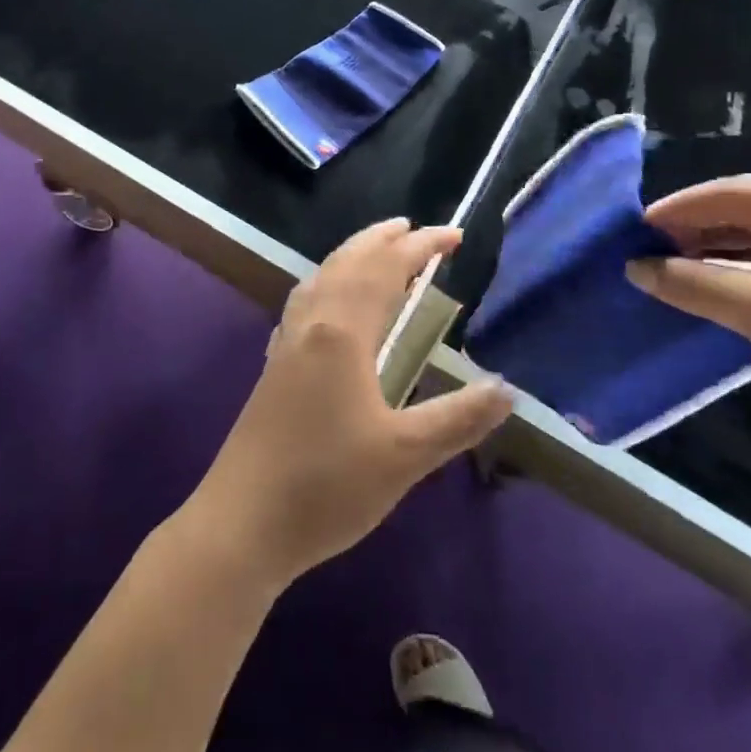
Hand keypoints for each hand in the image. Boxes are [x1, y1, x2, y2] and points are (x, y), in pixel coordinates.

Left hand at [186, 220, 513, 589]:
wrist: (242, 522)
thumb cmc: (326, 486)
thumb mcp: (404, 456)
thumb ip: (458, 419)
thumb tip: (507, 390)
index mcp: (342, 332)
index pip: (386, 268)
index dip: (421, 246)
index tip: (454, 236)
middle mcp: (312, 323)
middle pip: (349, 261)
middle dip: (384, 239)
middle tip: (416, 229)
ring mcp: (287, 342)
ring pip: (322, 277)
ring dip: (353, 255)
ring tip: (379, 252)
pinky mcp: (275, 365)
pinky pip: (306, 300)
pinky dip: (329, 281)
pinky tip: (331, 303)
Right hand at [626, 175, 750, 503]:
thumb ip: (700, 286)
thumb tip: (635, 267)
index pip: (740, 195)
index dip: (683, 207)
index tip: (634, 229)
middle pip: (744, 217)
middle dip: (691, 229)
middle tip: (641, 250)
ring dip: (705, 256)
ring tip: (658, 271)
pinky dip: (725, 284)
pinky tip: (694, 296)